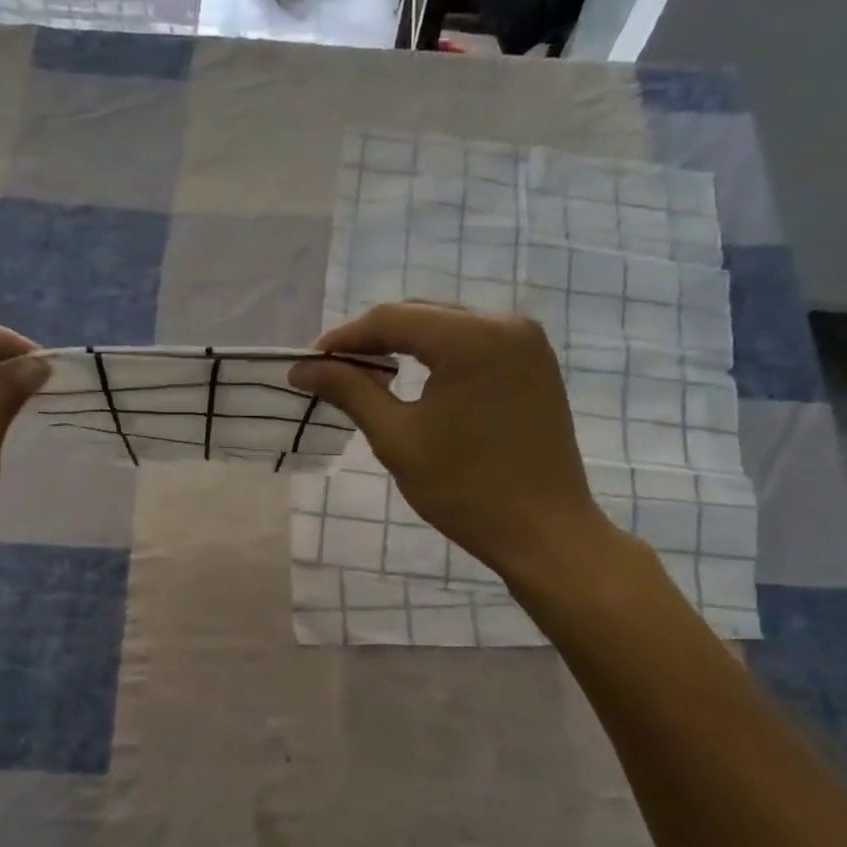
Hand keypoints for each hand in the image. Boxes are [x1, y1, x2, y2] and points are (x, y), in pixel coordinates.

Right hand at [290, 303, 615, 586]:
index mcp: (471, 338)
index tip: (311, 363)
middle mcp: (505, 323)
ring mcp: (527, 341)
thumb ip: (350, 391)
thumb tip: (302, 369)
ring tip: (370, 376)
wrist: (544, 531)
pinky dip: (440, 355)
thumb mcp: (397, 439)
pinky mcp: (536, 363)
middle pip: (422, 315)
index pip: (392, 319)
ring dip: (407, 345)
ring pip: (448, 326)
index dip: (345, 338)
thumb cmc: (465, 490)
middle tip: (335, 371)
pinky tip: (418, 379)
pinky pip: (476, 343)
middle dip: (375, 339)